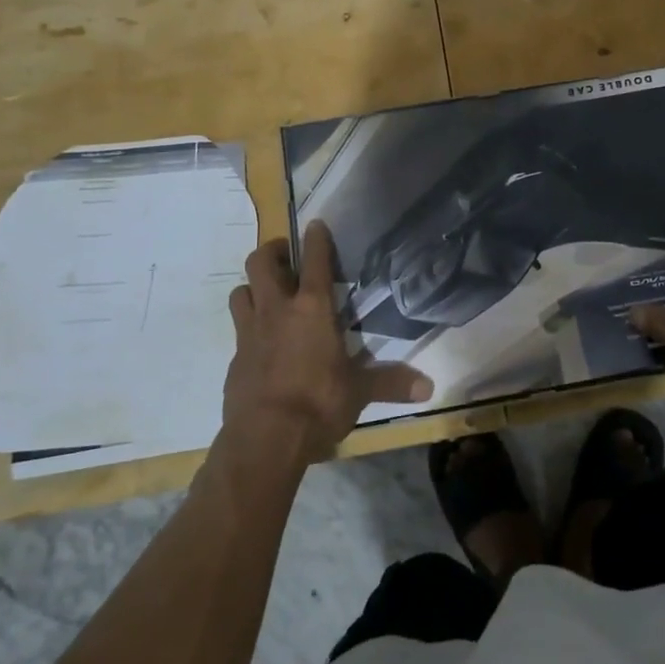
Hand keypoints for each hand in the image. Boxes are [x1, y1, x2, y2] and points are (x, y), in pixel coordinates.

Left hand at [221, 222, 432, 464]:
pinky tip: (263, 343)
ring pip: (241, 291)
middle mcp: (278, 311)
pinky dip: (249, 326)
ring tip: (269, 294)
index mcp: (312, 310)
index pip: (315, 262)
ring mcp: (250, 333)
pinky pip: (239, 330)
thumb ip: (391, 383)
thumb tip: (430, 387)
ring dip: (254, 286)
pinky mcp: (235, 359)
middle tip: (288, 257)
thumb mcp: (359, 392)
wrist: (264, 439)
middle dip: (273, 252)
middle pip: (261, 263)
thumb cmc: (318, 404)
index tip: (316, 224)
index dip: (317, 240)